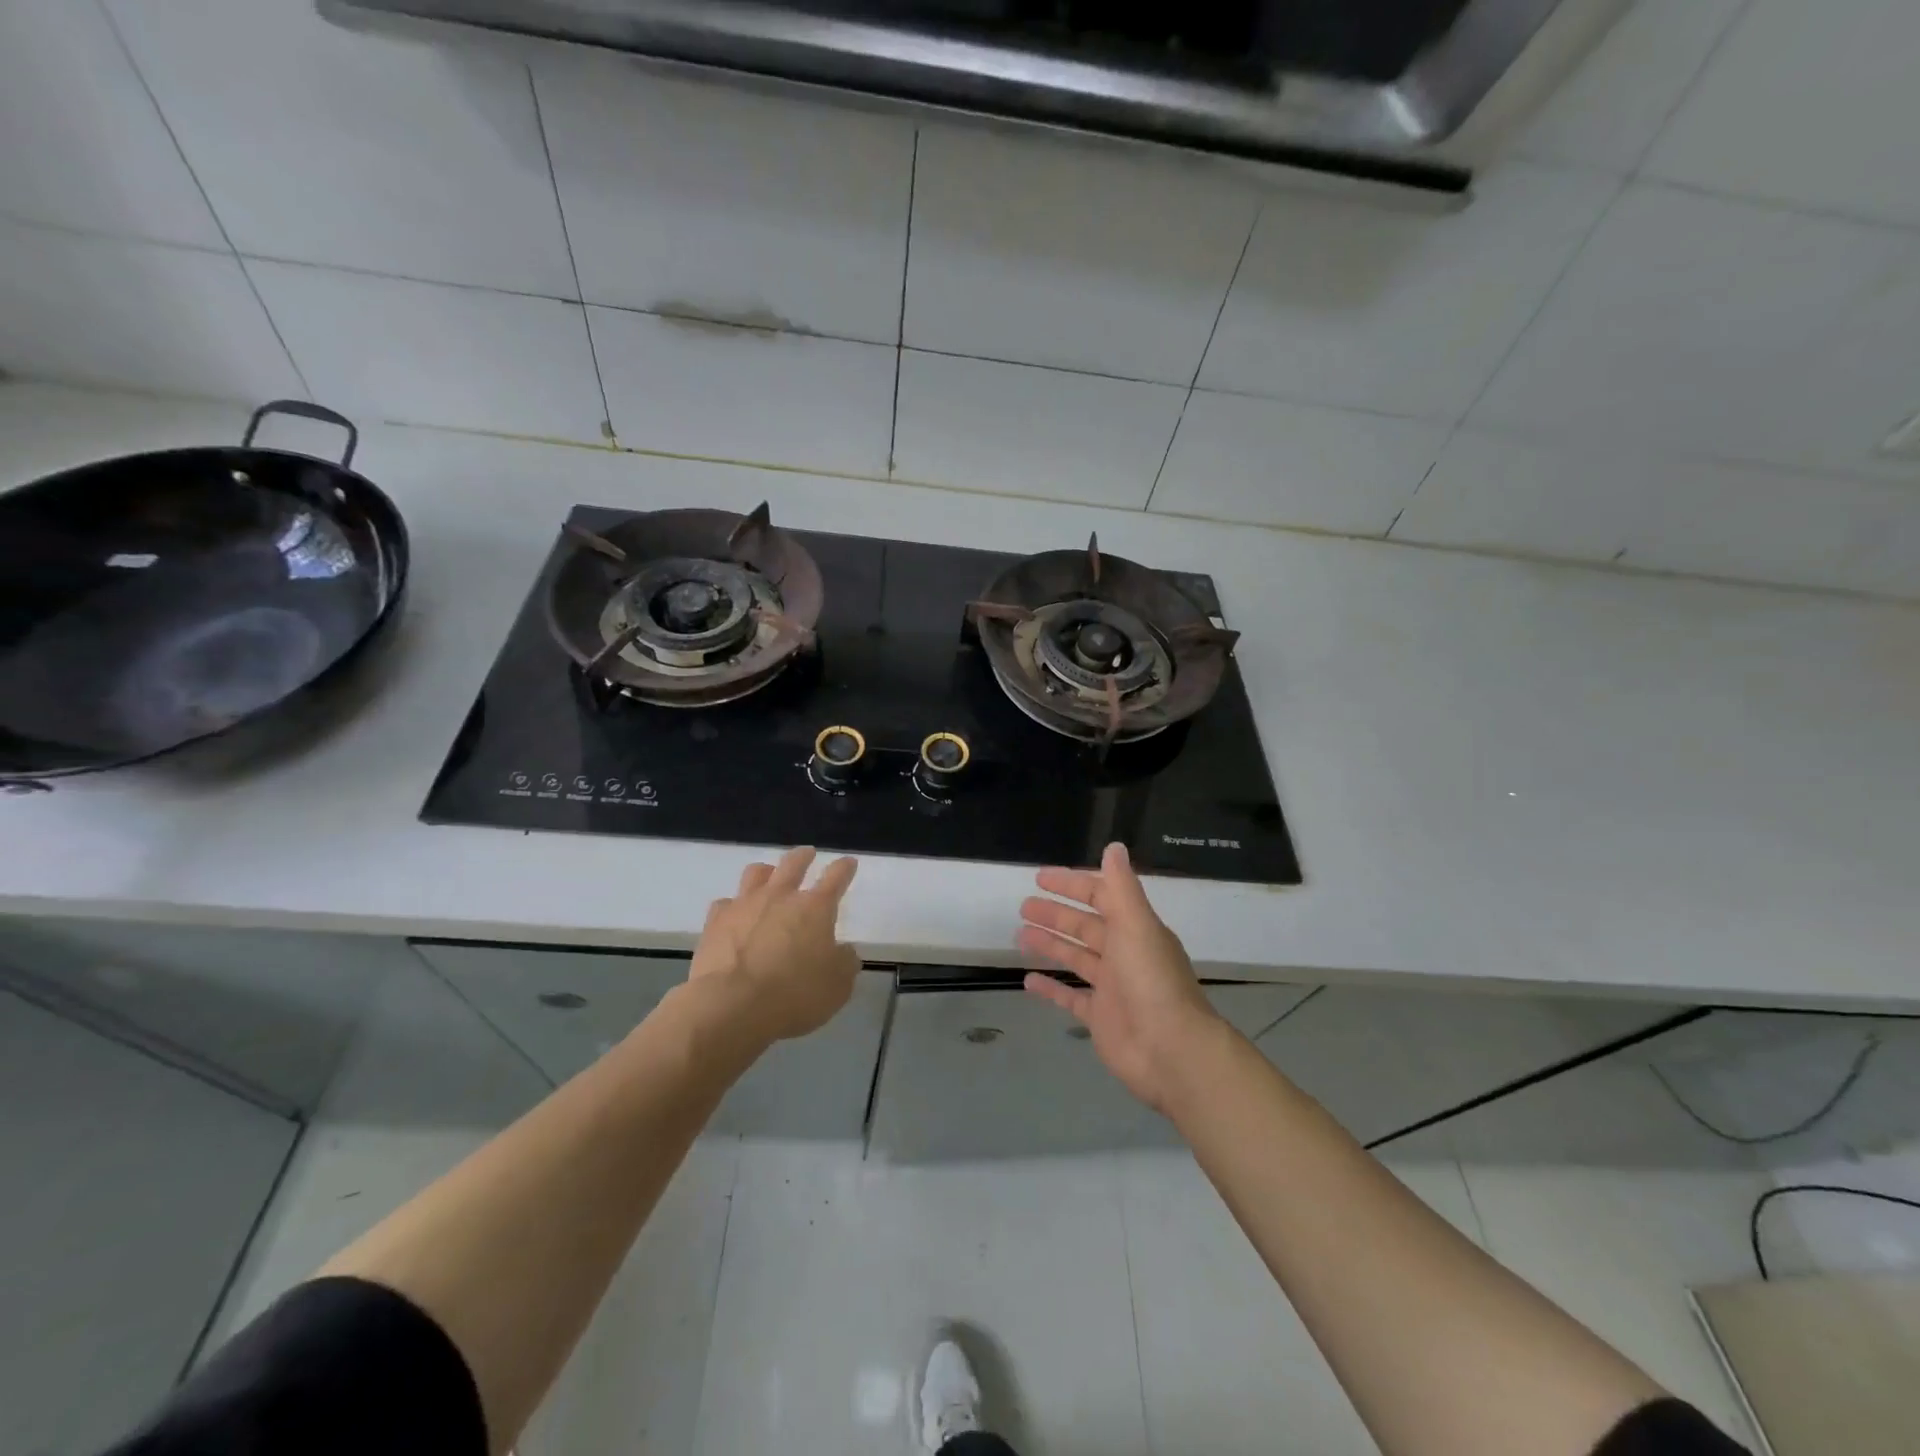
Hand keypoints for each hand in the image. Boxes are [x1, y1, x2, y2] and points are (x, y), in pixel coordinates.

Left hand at [690, 846, 859, 1042]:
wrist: (731, 1006)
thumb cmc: (794, 995)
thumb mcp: (837, 987)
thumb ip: (844, 963)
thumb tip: (843, 952)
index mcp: (815, 908)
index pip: (836, 877)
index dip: (845, 868)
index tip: (848, 863)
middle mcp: (780, 897)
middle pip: (793, 863)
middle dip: (803, 857)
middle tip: (808, 854)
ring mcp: (745, 905)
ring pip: (756, 873)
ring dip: (766, 872)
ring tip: (769, 876)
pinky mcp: (715, 922)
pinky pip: (725, 903)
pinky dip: (733, 906)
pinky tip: (734, 915)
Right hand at [1019, 842, 1222, 1112]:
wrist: (1171, 1050)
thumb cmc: (1151, 981)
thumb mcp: (1136, 925)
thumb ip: (1121, 887)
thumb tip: (1114, 847)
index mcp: (1135, 929)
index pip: (1101, 897)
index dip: (1073, 885)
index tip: (1041, 877)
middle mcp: (1124, 954)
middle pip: (1085, 927)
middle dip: (1056, 914)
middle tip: (1024, 906)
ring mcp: (1112, 988)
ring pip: (1076, 958)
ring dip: (1050, 944)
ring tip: (1020, 934)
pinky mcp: (1100, 1018)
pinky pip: (1070, 998)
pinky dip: (1051, 988)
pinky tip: (1028, 980)